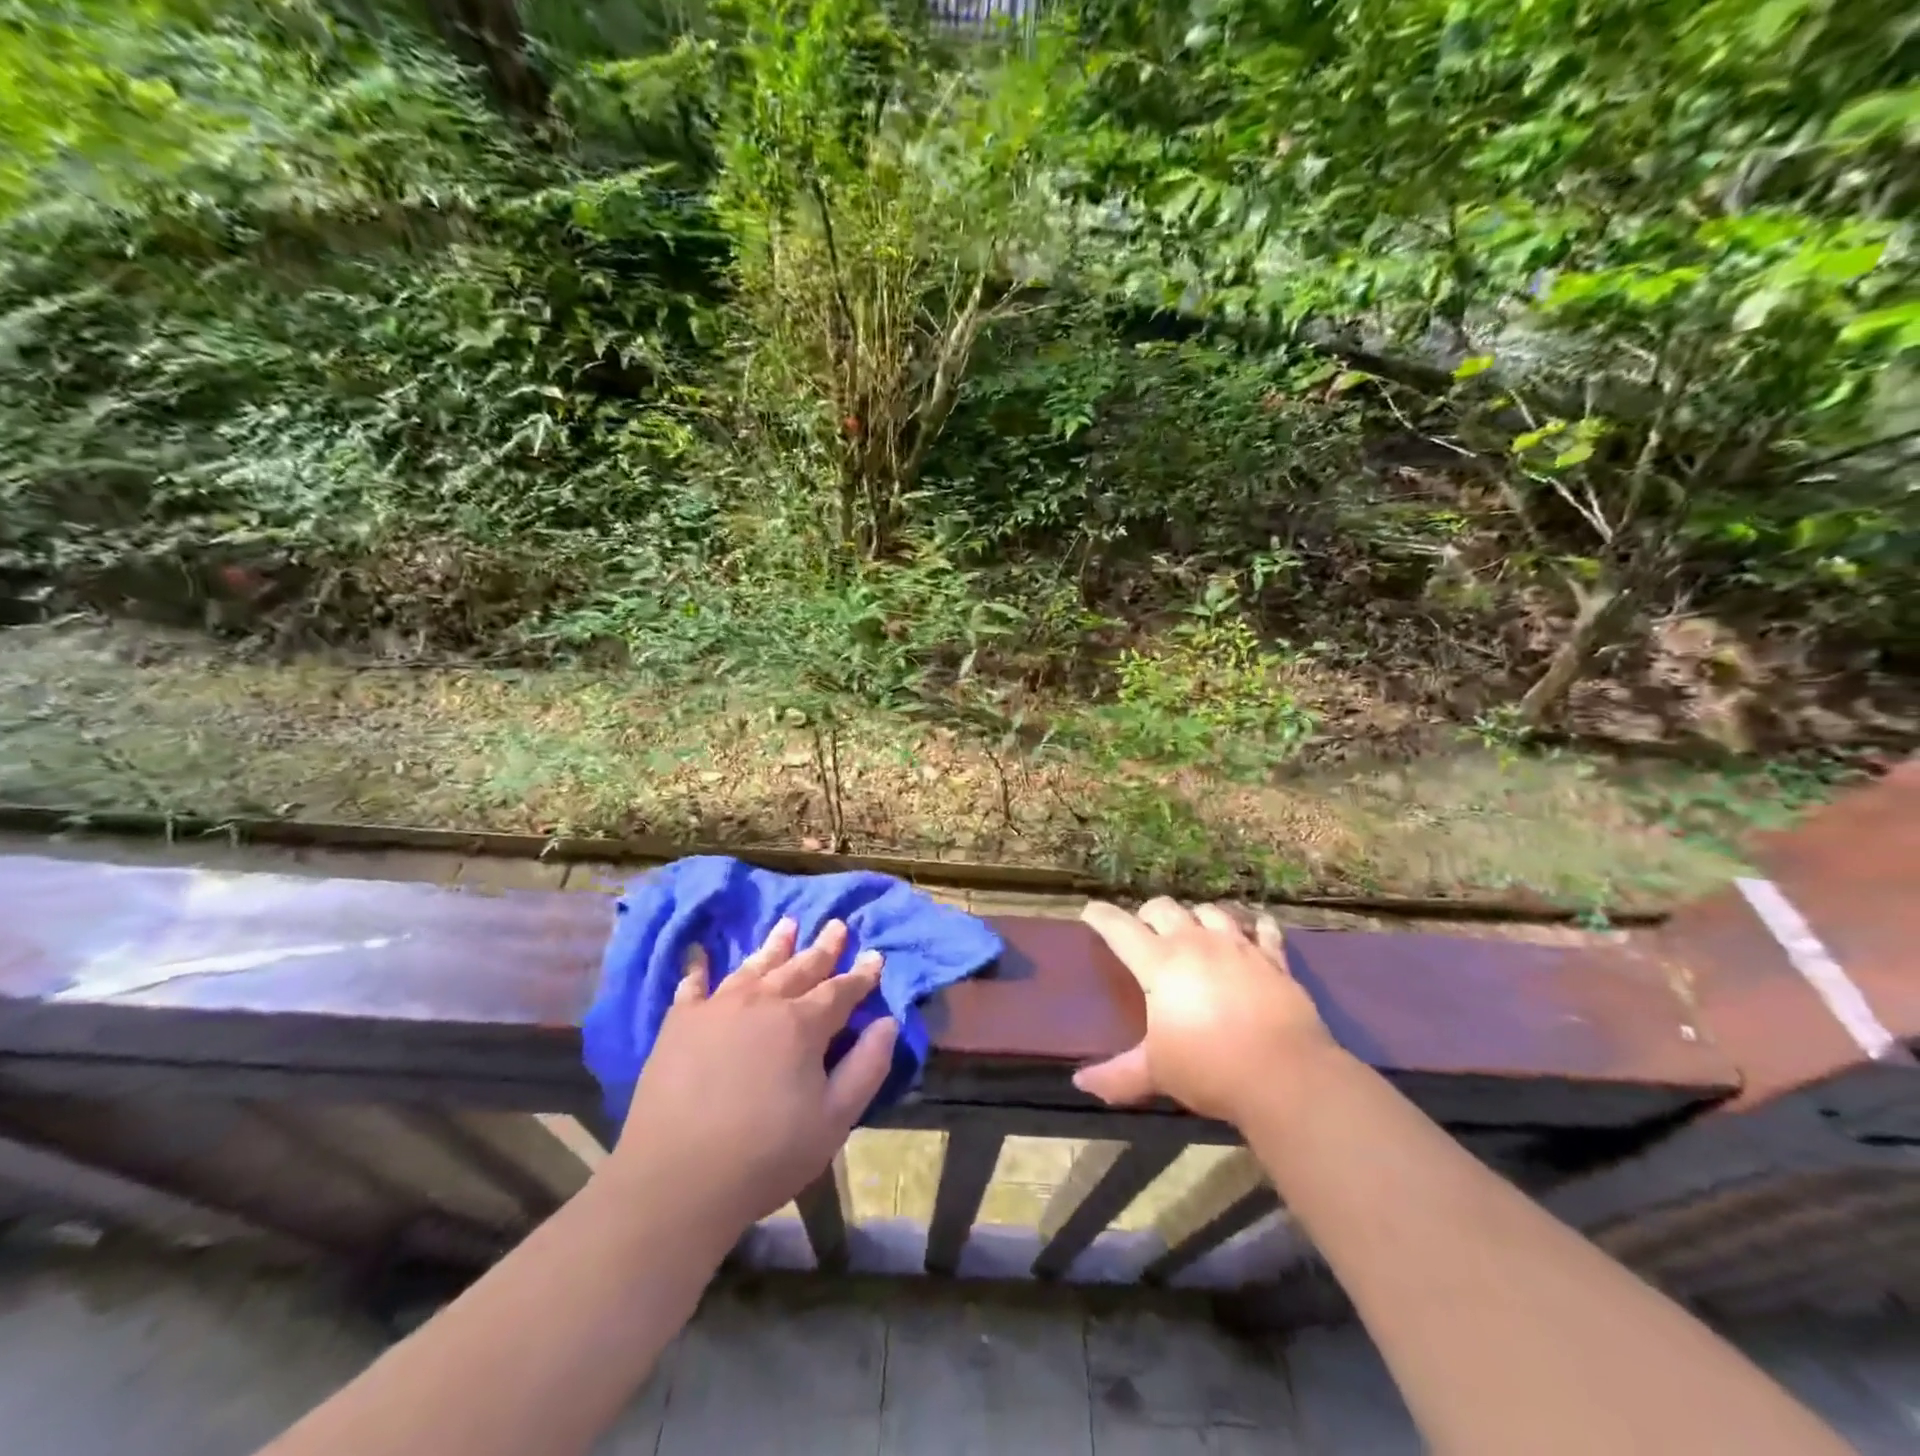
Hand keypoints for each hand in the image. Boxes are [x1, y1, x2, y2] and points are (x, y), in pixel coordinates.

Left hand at [609, 918, 897, 1229]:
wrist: (676, 1180)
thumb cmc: (766, 1155)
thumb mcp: (834, 1119)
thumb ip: (867, 1067)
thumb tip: (888, 1023)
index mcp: (803, 1024)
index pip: (841, 990)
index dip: (862, 975)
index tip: (876, 956)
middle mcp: (763, 1002)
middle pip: (800, 968)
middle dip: (823, 947)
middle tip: (836, 925)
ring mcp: (717, 1008)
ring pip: (754, 967)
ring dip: (774, 946)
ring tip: (787, 924)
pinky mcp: (680, 1023)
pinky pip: (692, 985)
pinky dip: (699, 968)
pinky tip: (700, 954)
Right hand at [1074, 898, 1339, 1124]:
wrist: (1286, 1076)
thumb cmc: (1210, 1068)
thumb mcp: (1156, 1072)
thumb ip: (1116, 1075)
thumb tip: (1080, 1082)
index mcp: (1159, 963)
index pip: (1120, 928)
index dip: (1101, 917)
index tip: (1090, 912)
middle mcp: (1195, 943)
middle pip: (1164, 907)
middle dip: (1148, 914)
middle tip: (1144, 931)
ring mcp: (1237, 946)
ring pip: (1210, 911)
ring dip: (1196, 916)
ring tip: (1193, 930)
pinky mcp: (1274, 959)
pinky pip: (1263, 929)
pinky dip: (1255, 926)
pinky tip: (1253, 930)